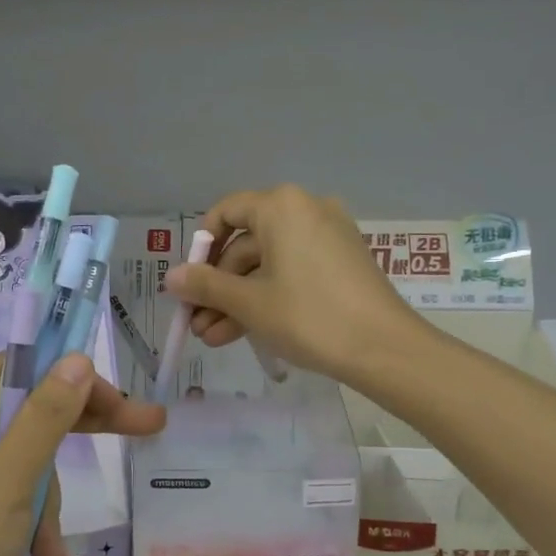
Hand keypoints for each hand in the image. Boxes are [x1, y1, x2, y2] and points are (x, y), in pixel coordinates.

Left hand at [0, 353, 163, 555]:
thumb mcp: (8, 481)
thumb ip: (46, 417)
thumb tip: (76, 358)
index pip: (22, 366)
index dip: (72, 376)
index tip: (119, 400)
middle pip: (30, 412)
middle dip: (81, 431)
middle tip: (148, 428)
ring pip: (27, 463)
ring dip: (48, 502)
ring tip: (50, 551)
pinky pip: (12, 501)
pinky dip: (32, 526)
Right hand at [165, 185, 422, 388]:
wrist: (385, 348)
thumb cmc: (308, 316)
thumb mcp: (249, 302)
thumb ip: (205, 286)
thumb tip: (171, 277)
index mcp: (281, 207)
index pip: (226, 213)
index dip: (201, 248)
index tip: (189, 283)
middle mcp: (306, 210)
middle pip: (246, 244)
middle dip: (218, 288)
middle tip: (197, 323)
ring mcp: (328, 236)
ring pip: (268, 264)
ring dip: (238, 300)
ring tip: (213, 339)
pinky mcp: (342, 263)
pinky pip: (292, 272)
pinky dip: (268, 297)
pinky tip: (242, 333)